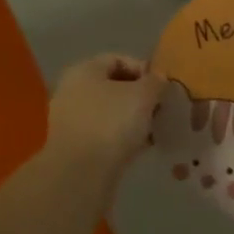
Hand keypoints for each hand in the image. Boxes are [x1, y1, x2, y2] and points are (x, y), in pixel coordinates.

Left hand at [45, 54, 163, 176]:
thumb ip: (155, 82)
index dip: (144, 69)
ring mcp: (70, 120)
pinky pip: (102, 134)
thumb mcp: (143, 96)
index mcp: (84, 70)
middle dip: (139, 97)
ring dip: (132, 119)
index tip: (163, 87)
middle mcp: (72, 90)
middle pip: (112, 86)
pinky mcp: (73, 146)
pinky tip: (139, 148)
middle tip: (160, 110)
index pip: (118, 59)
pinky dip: (120, 138)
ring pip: (108, 112)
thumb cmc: (111, 123)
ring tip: (153, 131)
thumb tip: (158, 78)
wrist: (80, 174)